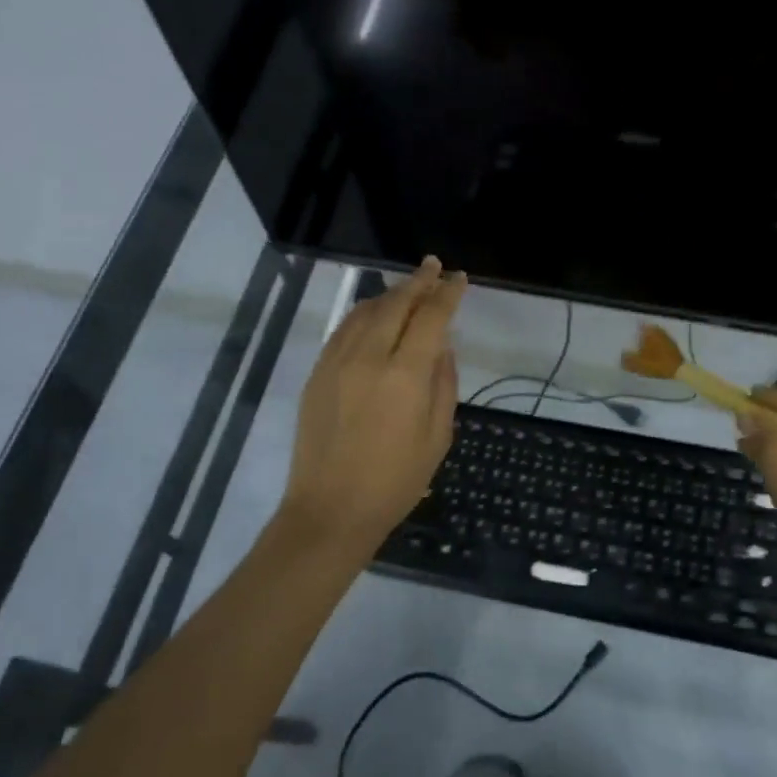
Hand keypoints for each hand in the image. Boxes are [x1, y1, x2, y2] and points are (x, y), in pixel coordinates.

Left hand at [279, 256, 466, 555]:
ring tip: (407, 287)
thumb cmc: (395, 481)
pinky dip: (363, 313)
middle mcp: (368, 357)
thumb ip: (443, 384)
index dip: (447, 294)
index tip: (459, 278)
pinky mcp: (318, 373)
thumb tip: (442, 346)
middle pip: (395, 304)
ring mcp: (337, 362)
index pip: (431, 318)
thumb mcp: (437, 437)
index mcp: (405, 375)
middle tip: (433, 267)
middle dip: (418, 282)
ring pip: (365, 311)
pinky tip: (373, 313)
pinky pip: (343, 329)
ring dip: (389, 294)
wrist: (331, 509)